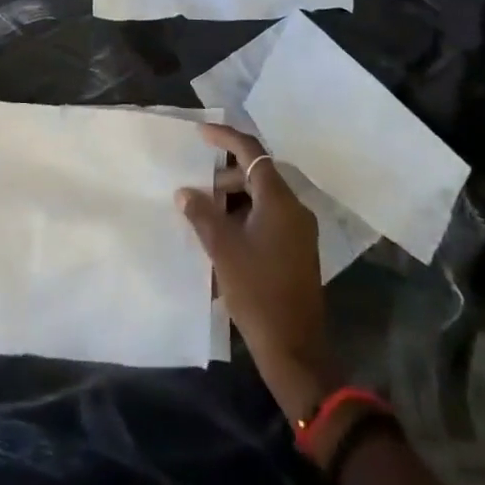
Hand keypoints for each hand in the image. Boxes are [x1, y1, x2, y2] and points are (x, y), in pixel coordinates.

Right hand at [178, 124, 334, 420]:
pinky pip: (269, 217)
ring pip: (263, 197)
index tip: (200, 134)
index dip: (225, 137)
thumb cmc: (257, 293)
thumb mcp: (223, 250)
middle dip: (226, 175)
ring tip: (206, 214)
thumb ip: (202, 214)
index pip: (251, 151)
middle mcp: (294, 207)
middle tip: (198, 188)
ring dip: (235, 198)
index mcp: (279, 200)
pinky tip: (224, 236)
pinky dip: (246, 216)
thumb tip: (185, 191)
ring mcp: (299, 229)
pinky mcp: (298, 249)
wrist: (295, 350)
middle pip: (257, 174)